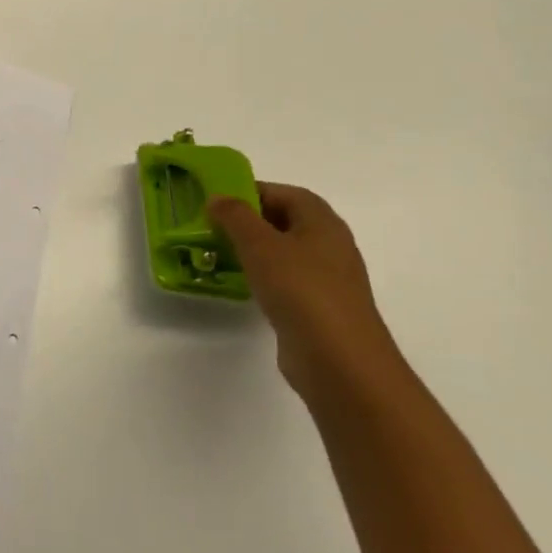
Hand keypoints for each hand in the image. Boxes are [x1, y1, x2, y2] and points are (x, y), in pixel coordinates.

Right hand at [209, 183, 404, 399]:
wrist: (339, 361)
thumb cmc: (300, 290)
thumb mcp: (259, 244)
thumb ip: (235, 216)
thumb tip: (217, 198)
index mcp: (322, 223)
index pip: (286, 193)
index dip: (252, 191)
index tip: (218, 201)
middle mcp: (330, 246)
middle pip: (285, 221)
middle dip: (248, 221)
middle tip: (212, 226)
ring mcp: (327, 280)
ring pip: (283, 253)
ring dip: (252, 250)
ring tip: (218, 254)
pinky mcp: (318, 308)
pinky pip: (285, 281)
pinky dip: (261, 277)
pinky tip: (240, 285)